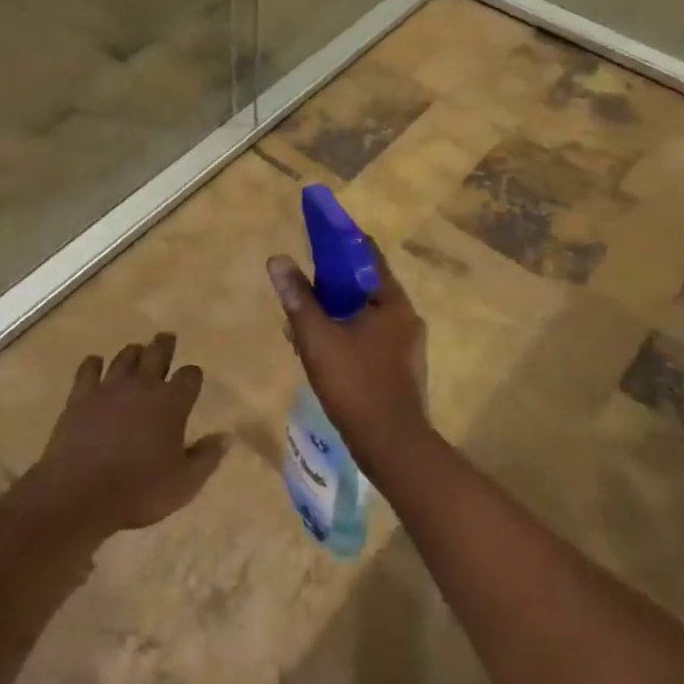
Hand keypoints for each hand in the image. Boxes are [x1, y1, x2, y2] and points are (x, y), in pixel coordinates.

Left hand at [23, 333, 227, 539]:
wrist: (81, 494)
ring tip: (136, 351)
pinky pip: (88, 369)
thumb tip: (225, 437)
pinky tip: (95, 364)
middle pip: (157, 353)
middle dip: (164, 345)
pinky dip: (94, 364)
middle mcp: (143, 385)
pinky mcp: (81, 396)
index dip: (193, 376)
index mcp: (172, 403)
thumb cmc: (140, 491)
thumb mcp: (185, 483)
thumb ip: (207, 457)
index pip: (190, 376)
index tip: (192, 378)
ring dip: (133, 352)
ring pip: (125, 357)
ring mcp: (109, 387)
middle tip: (166, 338)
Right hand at [266, 242, 428, 469]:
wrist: (392, 446)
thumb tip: (278, 259)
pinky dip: (346, 335)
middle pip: (364, 286)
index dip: (339, 241)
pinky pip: (370, 338)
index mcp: (392, 302)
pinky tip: (322, 354)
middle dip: (329, 285)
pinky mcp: (400, 368)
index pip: (367, 255)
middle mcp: (406, 317)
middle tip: (300, 291)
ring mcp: (406, 345)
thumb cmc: (355, 385)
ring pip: (364, 315)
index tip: (314, 236)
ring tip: (302, 327)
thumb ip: (298, 298)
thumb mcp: (318, 338)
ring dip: (335, 314)